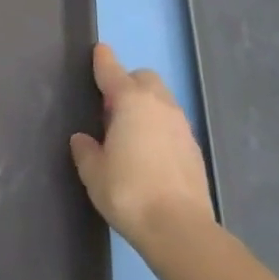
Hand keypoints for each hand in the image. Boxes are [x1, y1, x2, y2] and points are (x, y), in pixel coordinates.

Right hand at [70, 43, 215, 241]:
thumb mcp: (93, 171)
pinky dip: (159, 127)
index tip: (99, 50)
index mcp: (130, 102)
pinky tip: (149, 152)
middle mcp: (159, 105)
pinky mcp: (194, 149)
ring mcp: (181, 126)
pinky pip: (172, 124)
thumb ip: (86, 150)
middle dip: (128, 83)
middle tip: (111, 107)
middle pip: (144, 78)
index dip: (103, 60)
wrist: (179, 228)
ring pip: (162, 100)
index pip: (112, 71)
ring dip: (146, 105)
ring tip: (130, 131)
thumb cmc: (128, 191)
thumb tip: (84, 139)